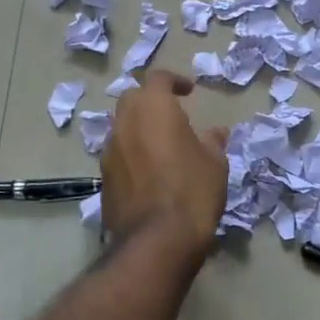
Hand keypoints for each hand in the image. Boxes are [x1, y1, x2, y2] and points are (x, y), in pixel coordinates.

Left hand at [101, 70, 229, 261]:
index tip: (189, 91)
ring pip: (122, 126)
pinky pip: (118, 153)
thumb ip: (212, 141)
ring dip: (139, 128)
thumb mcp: (215, 163)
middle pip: (133, 98)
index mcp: (153, 108)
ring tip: (162, 145)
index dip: (174, 81)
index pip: (158, 78)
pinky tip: (150, 172)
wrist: (156, 241)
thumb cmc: (192, 191)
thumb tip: (216, 132)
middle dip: (151, 101)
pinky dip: (132, 153)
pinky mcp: (103, 178)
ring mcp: (109, 151)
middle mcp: (125, 122)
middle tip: (172, 115)